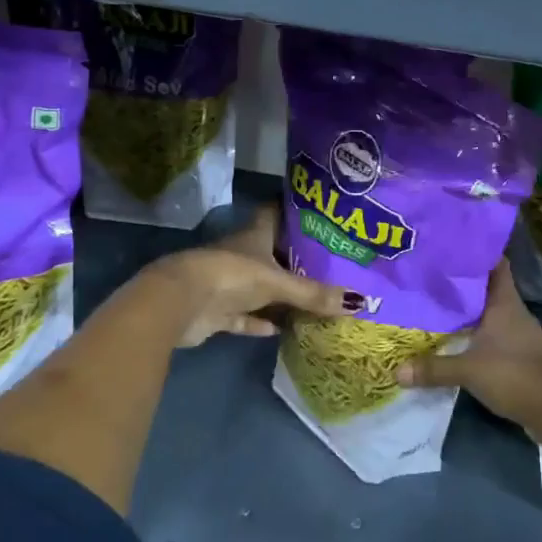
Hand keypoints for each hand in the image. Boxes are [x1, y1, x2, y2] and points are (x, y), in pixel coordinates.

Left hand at [144, 203, 352, 347]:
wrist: (179, 302)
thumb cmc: (231, 275)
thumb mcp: (277, 282)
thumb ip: (314, 294)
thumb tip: (361, 302)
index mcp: (254, 235)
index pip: (276, 213)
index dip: (294, 211)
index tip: (319, 214)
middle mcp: (241, 254)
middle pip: (271, 252)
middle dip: (294, 258)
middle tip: (328, 262)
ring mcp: (227, 284)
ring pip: (259, 287)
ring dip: (278, 295)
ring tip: (312, 298)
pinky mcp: (217, 312)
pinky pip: (245, 317)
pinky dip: (260, 323)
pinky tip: (281, 330)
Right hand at [394, 262, 541, 432]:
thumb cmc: (515, 375)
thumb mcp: (469, 371)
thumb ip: (434, 369)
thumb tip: (396, 371)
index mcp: (504, 302)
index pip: (494, 263)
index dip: (476, 251)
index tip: (451, 244)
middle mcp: (513, 311)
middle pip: (487, 286)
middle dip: (462, 281)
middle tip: (431, 274)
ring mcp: (518, 333)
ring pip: (489, 311)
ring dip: (468, 309)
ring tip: (437, 303)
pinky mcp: (519, 354)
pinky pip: (492, 334)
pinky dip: (476, 333)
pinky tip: (456, 338)